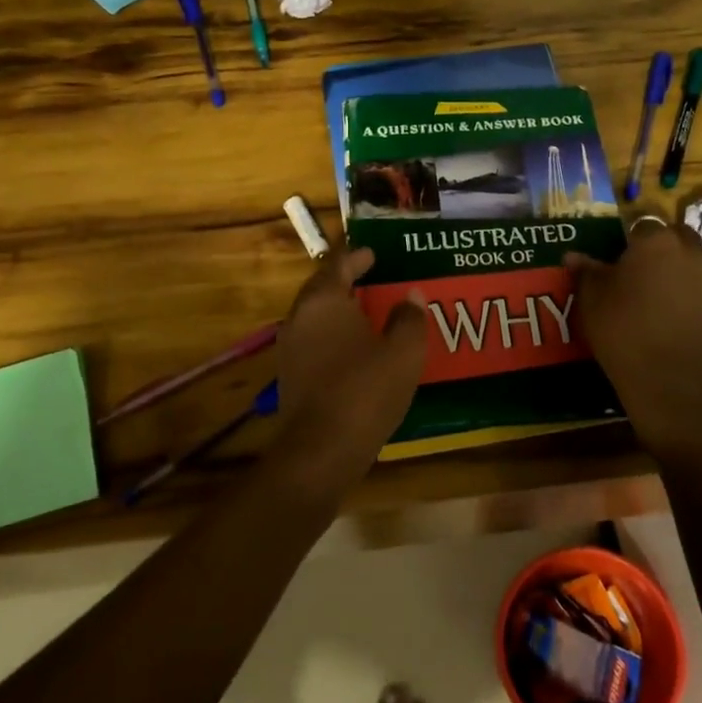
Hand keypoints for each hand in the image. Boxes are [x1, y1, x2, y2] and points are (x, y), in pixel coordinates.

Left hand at [274, 248, 425, 481]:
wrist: (321, 450)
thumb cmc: (365, 391)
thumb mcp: (403, 352)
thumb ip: (409, 319)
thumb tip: (411, 296)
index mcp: (324, 300)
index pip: (338, 264)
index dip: (356, 256)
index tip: (373, 252)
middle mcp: (300, 317)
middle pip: (321, 287)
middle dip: (345, 280)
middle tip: (372, 277)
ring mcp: (290, 347)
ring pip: (315, 315)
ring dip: (338, 309)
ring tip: (367, 311)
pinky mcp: (290, 375)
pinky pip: (313, 341)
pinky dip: (332, 335)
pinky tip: (354, 349)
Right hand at [567, 221, 701, 461]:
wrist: (671, 384)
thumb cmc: (624, 332)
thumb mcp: (592, 301)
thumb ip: (586, 272)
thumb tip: (573, 256)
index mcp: (656, 241)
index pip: (640, 226)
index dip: (626, 242)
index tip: (614, 263)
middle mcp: (691, 251)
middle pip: (672, 237)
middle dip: (657, 249)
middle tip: (634, 275)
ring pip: (691, 261)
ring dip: (675, 269)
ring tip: (653, 297)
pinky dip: (689, 294)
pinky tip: (670, 317)